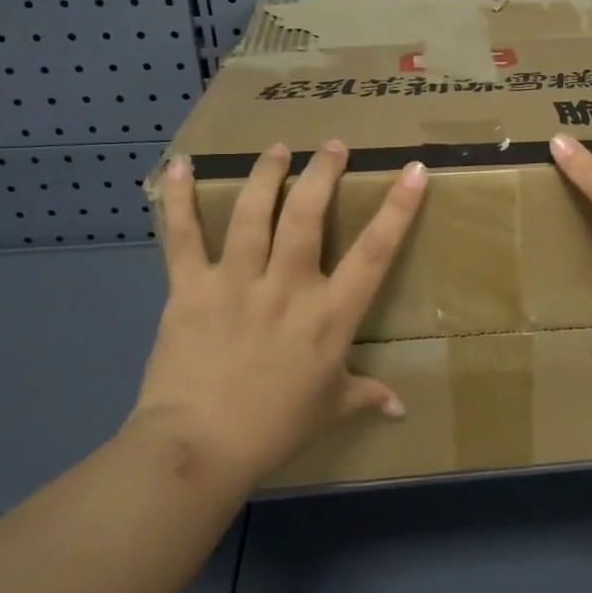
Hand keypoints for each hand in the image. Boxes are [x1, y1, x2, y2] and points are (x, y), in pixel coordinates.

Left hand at [127, 141, 428, 485]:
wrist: (199, 447)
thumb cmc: (274, 428)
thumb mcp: (329, 409)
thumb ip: (366, 395)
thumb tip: (401, 408)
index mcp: (330, 315)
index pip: (374, 252)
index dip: (398, 208)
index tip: (414, 170)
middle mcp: (288, 287)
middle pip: (309, 215)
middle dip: (324, 172)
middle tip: (333, 145)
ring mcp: (237, 282)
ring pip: (255, 213)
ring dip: (268, 173)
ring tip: (278, 147)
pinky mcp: (190, 288)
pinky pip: (183, 236)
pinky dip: (178, 199)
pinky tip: (180, 165)